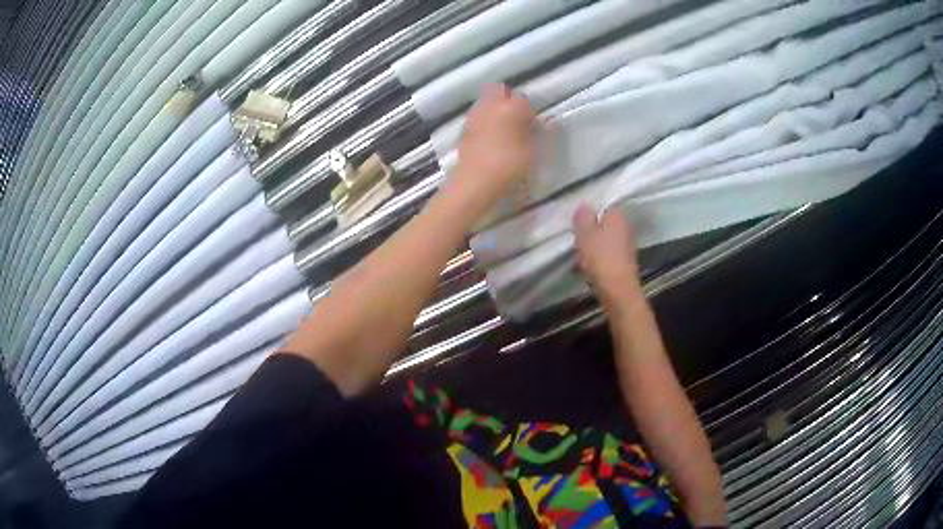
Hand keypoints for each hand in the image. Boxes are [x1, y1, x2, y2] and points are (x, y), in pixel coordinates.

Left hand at [445, 84, 534, 223]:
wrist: (474, 183)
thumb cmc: (508, 166)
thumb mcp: (532, 152)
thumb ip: (538, 134)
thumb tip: (542, 124)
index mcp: (509, 108)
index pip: (523, 100)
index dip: (530, 112)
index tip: (534, 125)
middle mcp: (490, 106)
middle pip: (500, 94)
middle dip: (510, 103)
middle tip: (518, 121)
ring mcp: (474, 117)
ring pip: (487, 104)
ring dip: (496, 111)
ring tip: (504, 129)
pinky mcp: (464, 130)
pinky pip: (478, 118)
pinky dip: (485, 122)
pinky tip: (490, 139)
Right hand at [574, 204, 643, 308]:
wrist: (618, 290)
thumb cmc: (600, 258)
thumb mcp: (584, 233)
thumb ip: (583, 217)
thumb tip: (585, 205)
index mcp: (617, 216)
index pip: (603, 206)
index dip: (589, 214)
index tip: (577, 224)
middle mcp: (625, 227)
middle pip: (604, 225)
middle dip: (591, 231)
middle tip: (576, 240)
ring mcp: (627, 246)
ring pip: (606, 241)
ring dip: (594, 247)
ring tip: (579, 256)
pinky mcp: (625, 263)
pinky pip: (608, 255)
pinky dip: (598, 260)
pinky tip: (587, 269)